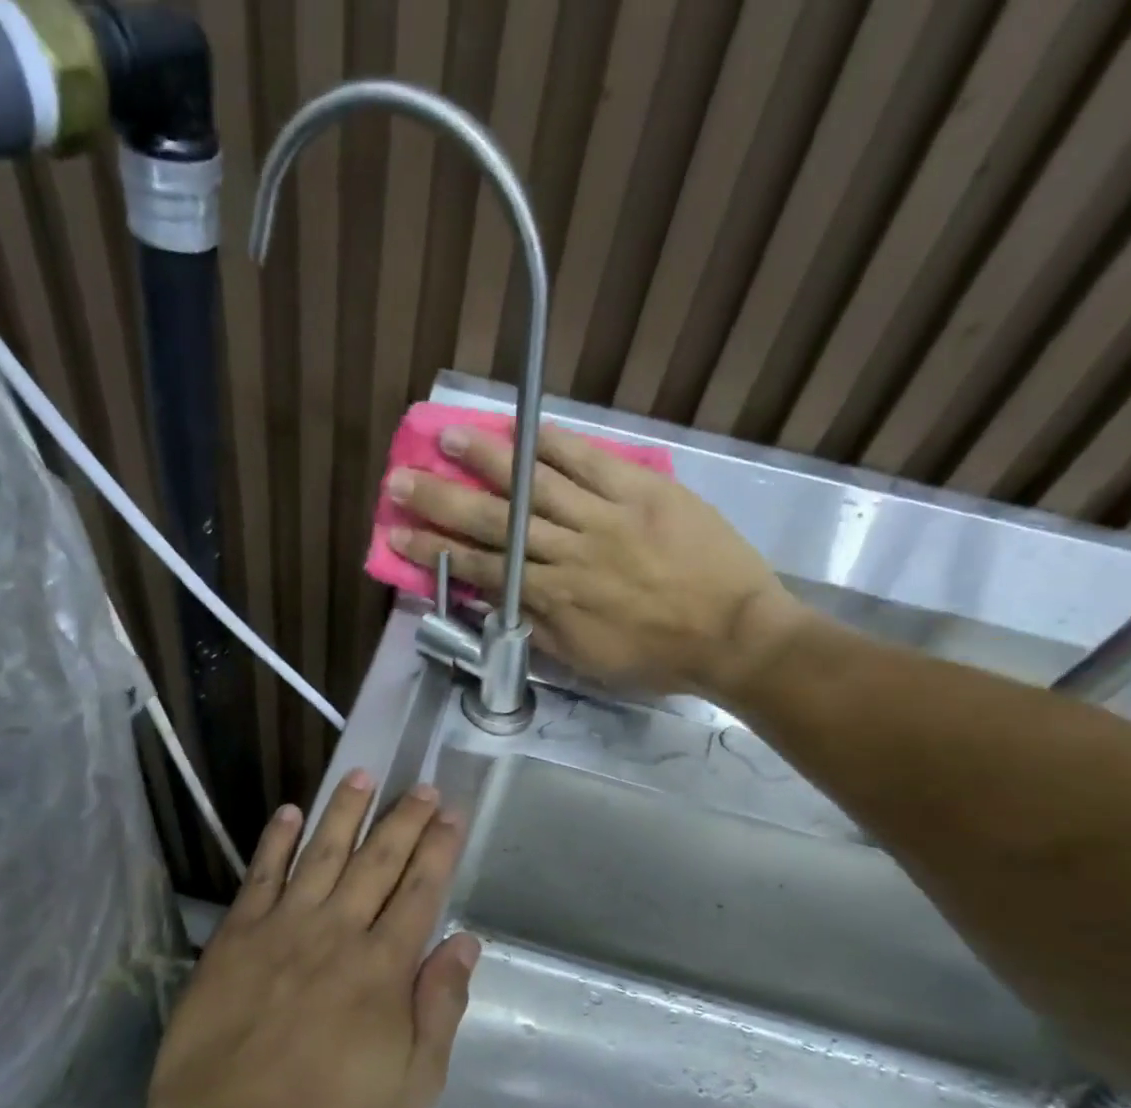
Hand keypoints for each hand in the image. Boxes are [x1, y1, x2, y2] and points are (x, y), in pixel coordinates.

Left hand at [141, 771, 477, 1107]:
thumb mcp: (411, 1084)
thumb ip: (441, 1007)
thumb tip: (465, 942)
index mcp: (383, 966)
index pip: (420, 891)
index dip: (438, 848)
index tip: (450, 813)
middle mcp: (338, 931)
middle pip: (378, 861)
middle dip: (403, 820)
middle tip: (419, 786)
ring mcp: (283, 927)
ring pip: (322, 853)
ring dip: (345, 812)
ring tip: (361, 774)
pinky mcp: (237, 936)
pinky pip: (261, 875)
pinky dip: (276, 840)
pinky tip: (289, 811)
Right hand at [389, 423, 808, 697]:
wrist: (733, 634)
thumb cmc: (655, 656)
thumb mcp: (584, 658)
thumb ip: (535, 625)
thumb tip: (492, 597)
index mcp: (553, 596)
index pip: (480, 568)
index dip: (435, 551)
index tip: (398, 533)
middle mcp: (568, 551)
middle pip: (494, 520)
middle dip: (441, 500)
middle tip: (400, 480)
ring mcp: (605, 516)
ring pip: (534, 483)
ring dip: (486, 460)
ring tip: (447, 437)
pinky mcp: (642, 490)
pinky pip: (591, 460)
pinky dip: (554, 443)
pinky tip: (522, 426)